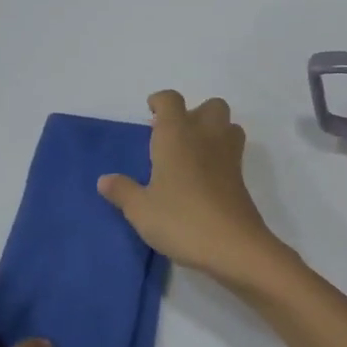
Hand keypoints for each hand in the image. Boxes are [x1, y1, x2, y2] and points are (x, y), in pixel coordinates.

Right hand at [98, 91, 293, 291]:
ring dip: (212, 131)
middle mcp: (205, 136)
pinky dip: (220, 155)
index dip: (160, 102)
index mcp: (176, 135)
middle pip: (209, 106)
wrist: (233, 246)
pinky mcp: (241, 178)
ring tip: (192, 154)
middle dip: (193, 113)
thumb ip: (122, 191)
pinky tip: (203, 179)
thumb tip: (105, 180)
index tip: (150, 114)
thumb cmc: (181, 221)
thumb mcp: (141, 210)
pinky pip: (232, 152)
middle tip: (173, 137)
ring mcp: (228, 156)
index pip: (171, 101)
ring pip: (227, 125)